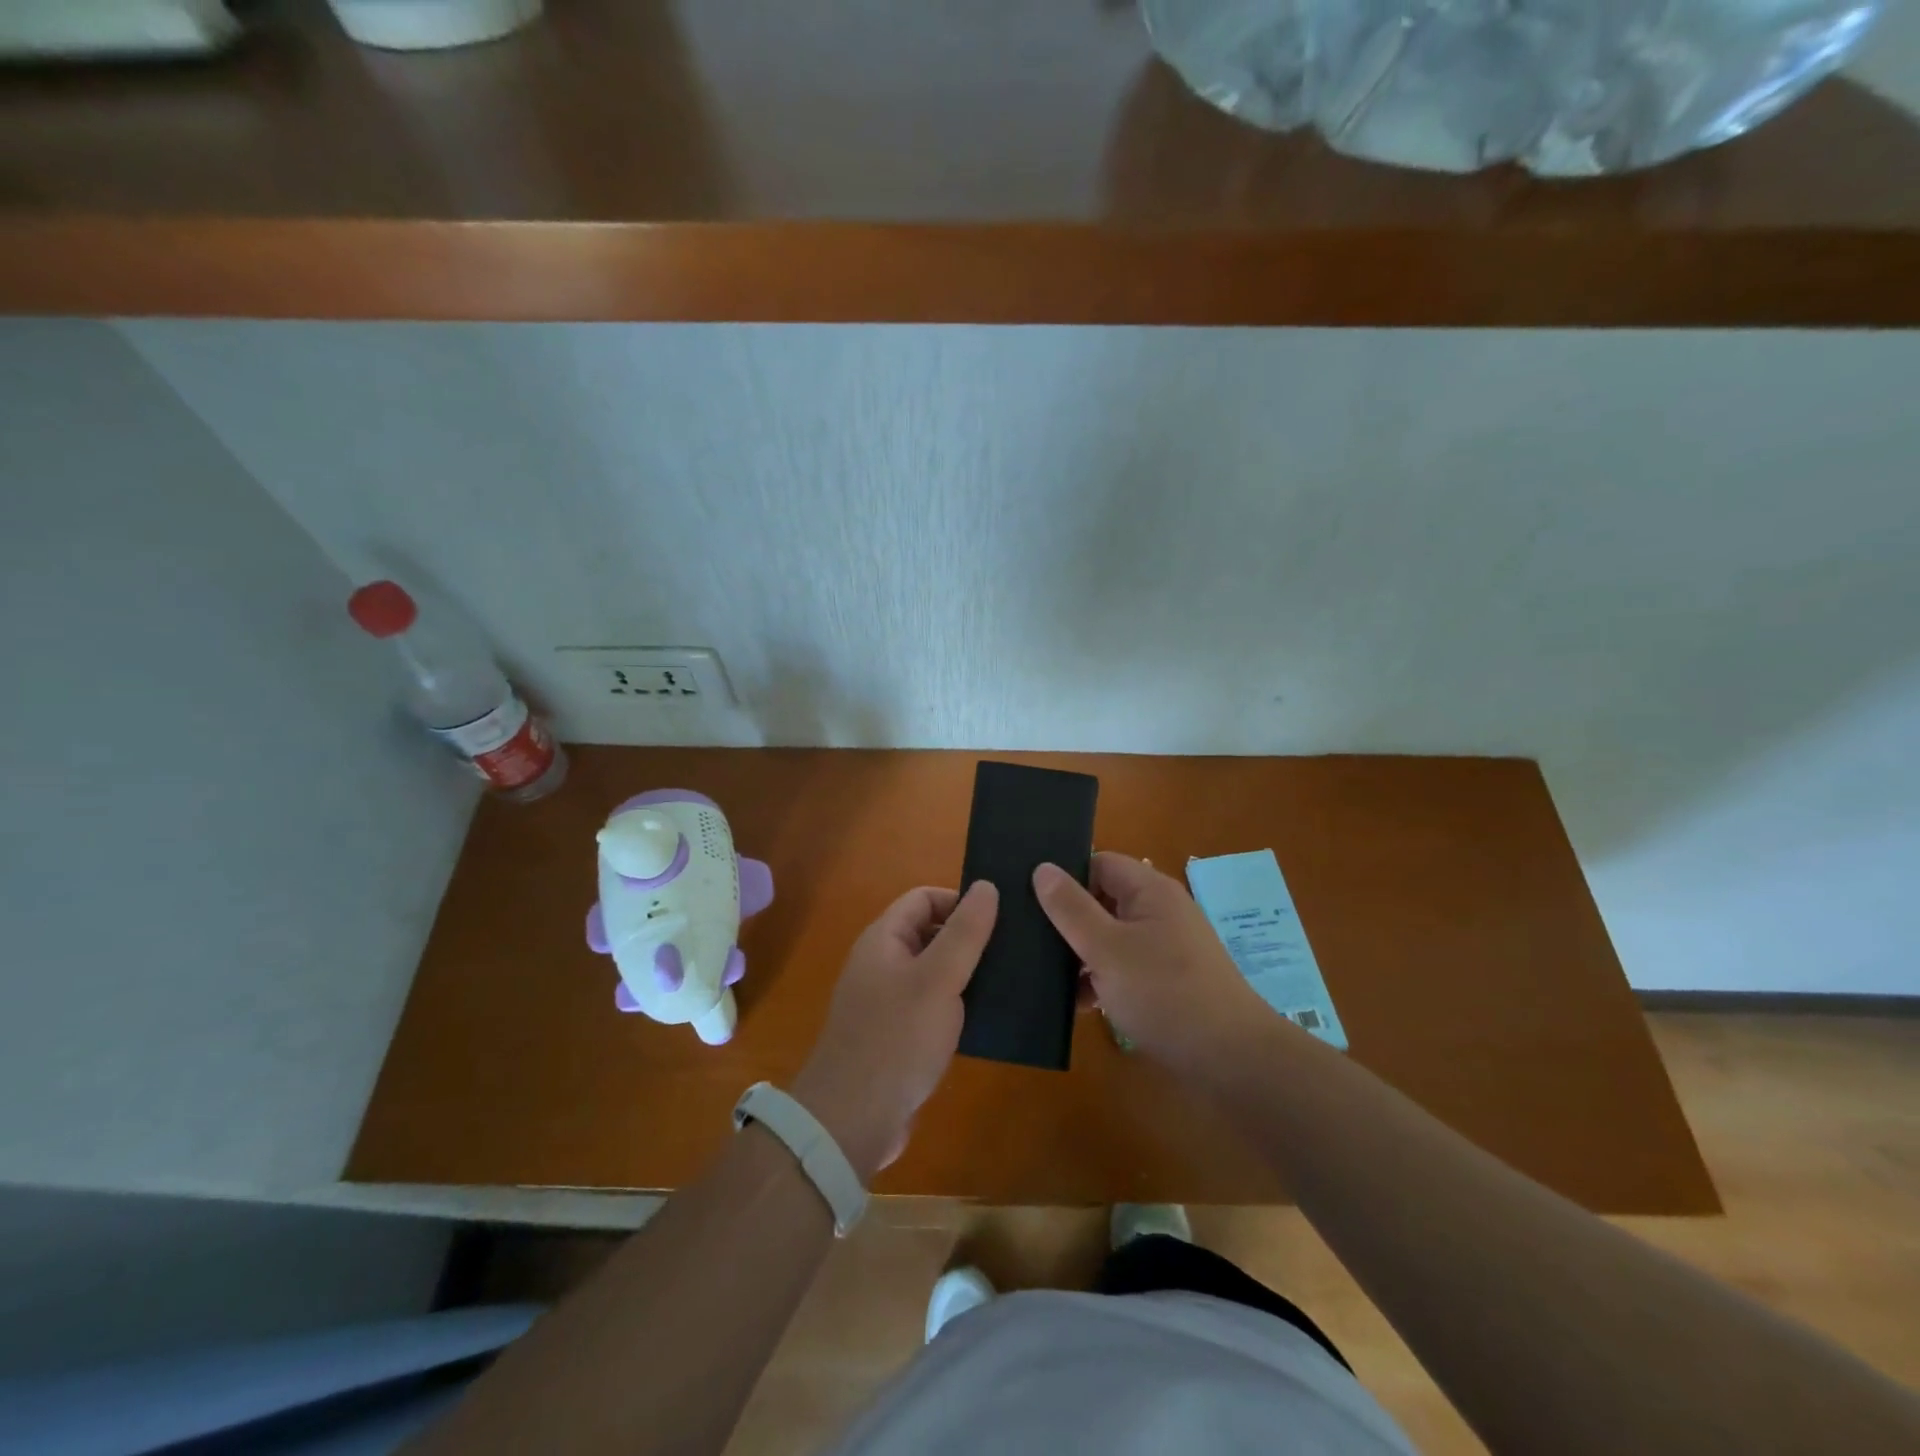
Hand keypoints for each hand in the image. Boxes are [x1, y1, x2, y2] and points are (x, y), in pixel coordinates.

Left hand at [793, 881, 997, 1181]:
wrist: (852, 1121)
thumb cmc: (897, 1038)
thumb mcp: (938, 978)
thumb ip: (965, 932)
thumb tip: (987, 885)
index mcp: (883, 939)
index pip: (924, 898)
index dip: (960, 901)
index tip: (1001, 918)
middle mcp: (882, 964)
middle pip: (930, 933)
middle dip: (969, 937)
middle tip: (1015, 949)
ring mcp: (888, 1002)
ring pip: (935, 972)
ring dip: (968, 974)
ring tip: (1012, 981)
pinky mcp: (898, 1037)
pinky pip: (933, 1007)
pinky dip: (959, 1006)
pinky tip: (990, 1019)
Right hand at [1034, 852, 1271, 1068]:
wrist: (1230, 1059)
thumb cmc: (1164, 993)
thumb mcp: (1106, 948)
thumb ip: (1071, 908)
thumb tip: (1042, 868)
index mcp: (1149, 890)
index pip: (1098, 863)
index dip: (1066, 877)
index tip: (1029, 899)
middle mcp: (1160, 911)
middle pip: (1102, 900)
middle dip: (1068, 921)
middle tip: (1027, 938)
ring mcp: (1165, 946)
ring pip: (1110, 937)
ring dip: (1081, 955)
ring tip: (1043, 976)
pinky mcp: (1167, 980)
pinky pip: (1124, 966)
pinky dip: (1101, 979)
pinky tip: (1077, 1004)